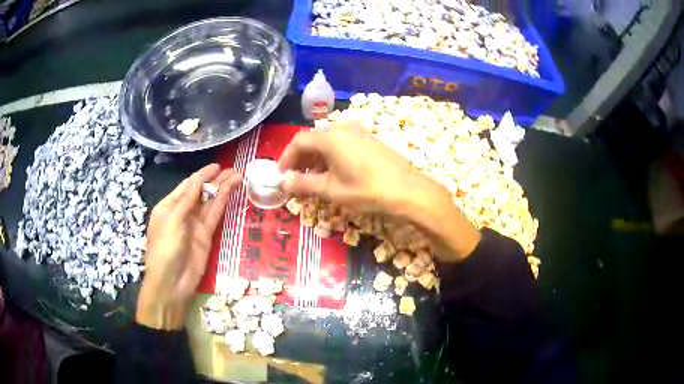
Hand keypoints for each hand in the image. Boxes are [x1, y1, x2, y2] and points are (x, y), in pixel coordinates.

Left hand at [136, 164, 241, 329]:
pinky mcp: (206, 236)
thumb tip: (199, 180)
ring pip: (210, 202)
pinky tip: (231, 193)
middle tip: (233, 169)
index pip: (187, 186)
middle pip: (200, 192)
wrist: (171, 282)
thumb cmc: (165, 248)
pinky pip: (215, 216)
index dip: (202, 175)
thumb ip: (186, 199)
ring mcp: (195, 224)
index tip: (217, 166)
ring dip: (222, 189)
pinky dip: (223, 204)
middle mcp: (182, 212)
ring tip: (238, 176)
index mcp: (168, 206)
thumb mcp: (172, 220)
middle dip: (215, 180)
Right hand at [278, 124, 415, 213]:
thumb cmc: (366, 190)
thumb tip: (283, 182)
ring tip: (312, 179)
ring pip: (328, 142)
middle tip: (294, 178)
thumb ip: (304, 183)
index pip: (299, 141)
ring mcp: (358, 132)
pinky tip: (333, 173)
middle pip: (313, 140)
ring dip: (315, 158)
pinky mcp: (369, 139)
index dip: (286, 158)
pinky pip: (342, 144)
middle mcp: (342, 128)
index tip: (280, 174)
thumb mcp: (331, 189)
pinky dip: (331, 156)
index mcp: (330, 137)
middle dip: (300, 159)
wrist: (407, 190)